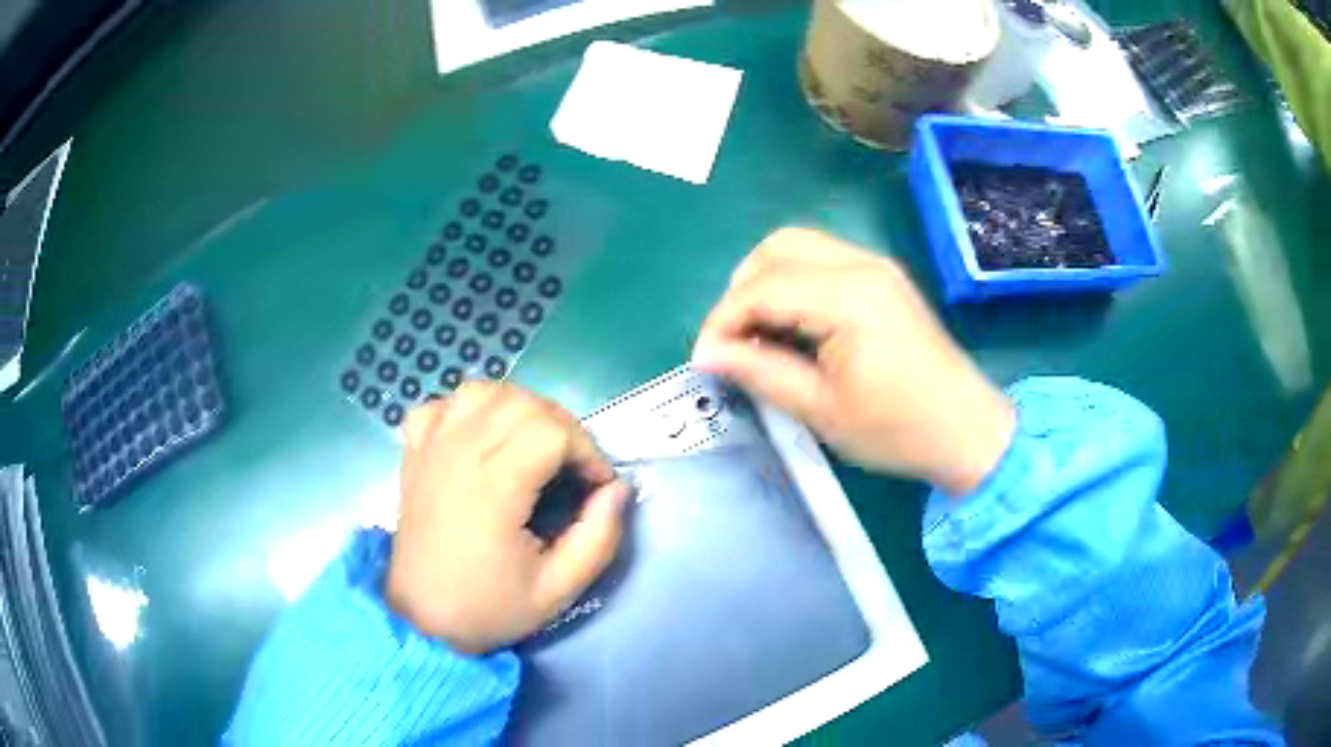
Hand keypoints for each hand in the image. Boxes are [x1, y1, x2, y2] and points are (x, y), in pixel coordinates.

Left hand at [387, 383, 629, 653]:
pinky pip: (444, 404)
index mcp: (493, 488)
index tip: (596, 487)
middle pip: (523, 402)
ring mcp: (431, 447)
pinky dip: (469, 410)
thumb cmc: (489, 607)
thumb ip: (599, 538)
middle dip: (562, 428)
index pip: (552, 431)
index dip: (587, 451)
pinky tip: (481, 439)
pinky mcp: (414, 451)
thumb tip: (617, 489)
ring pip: (484, 390)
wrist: (422, 618)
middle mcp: (458, 454)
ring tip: (532, 447)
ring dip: (519, 409)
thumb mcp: (559, 590)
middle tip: (572, 470)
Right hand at [693, 228, 1014, 495]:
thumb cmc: (897, 430)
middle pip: (777, 248)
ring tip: (758, 331)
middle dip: (741, 290)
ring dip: (765, 279)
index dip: (723, 320)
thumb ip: (760, 373)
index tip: (705, 359)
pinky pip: (822, 258)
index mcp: (848, 298)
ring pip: (798, 245)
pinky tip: (792, 322)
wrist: (966, 429)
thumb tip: (707, 355)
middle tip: (733, 341)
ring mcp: (876, 265)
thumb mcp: (822, 410)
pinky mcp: (883, 276)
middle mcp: (861, 265)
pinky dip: (793, 280)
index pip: (762, 288)